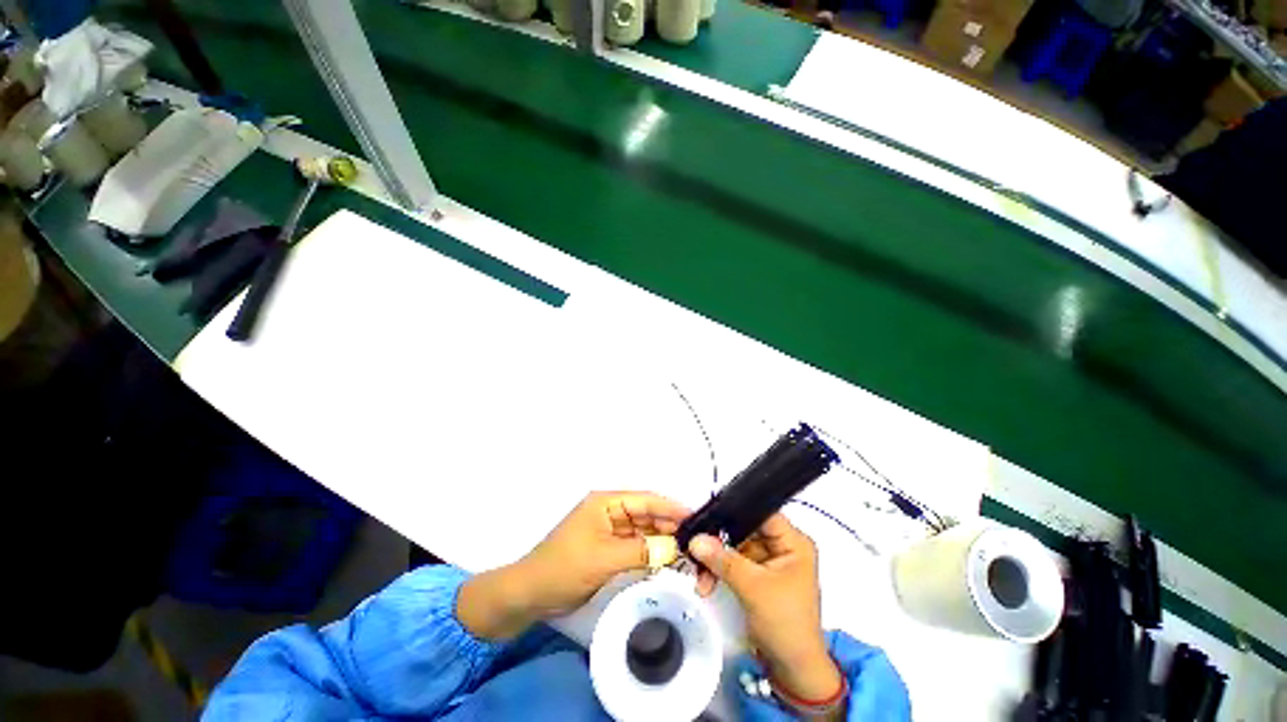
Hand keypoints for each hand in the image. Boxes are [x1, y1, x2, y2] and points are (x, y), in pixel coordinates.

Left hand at [459, 492, 688, 639]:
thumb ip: (641, 551)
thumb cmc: (565, 567)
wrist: (531, 594)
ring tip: (688, 550)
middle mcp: (610, 511)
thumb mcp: (604, 558)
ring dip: (662, 540)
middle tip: (696, 539)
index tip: (696, 517)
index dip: (671, 508)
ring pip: (643, 531)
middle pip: (646, 514)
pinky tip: (667, 560)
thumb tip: (674, 548)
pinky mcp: (609, 549)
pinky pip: (635, 546)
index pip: (646, 500)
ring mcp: (610, 530)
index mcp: (606, 502)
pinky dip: (650, 552)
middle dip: (669, 525)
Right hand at [688, 514, 843, 704]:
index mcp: (793, 542)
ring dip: (716, 559)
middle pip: (745, 530)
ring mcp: (769, 562)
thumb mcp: (753, 588)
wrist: (792, 670)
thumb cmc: (784, 624)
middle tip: (697, 545)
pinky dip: (719, 570)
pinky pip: (733, 563)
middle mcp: (781, 547)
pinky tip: (706, 581)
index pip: (762, 514)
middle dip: (720, 540)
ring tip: (700, 573)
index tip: (709, 514)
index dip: (736, 510)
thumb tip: (695, 540)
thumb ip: (723, 560)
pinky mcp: (757, 576)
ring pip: (735, 547)